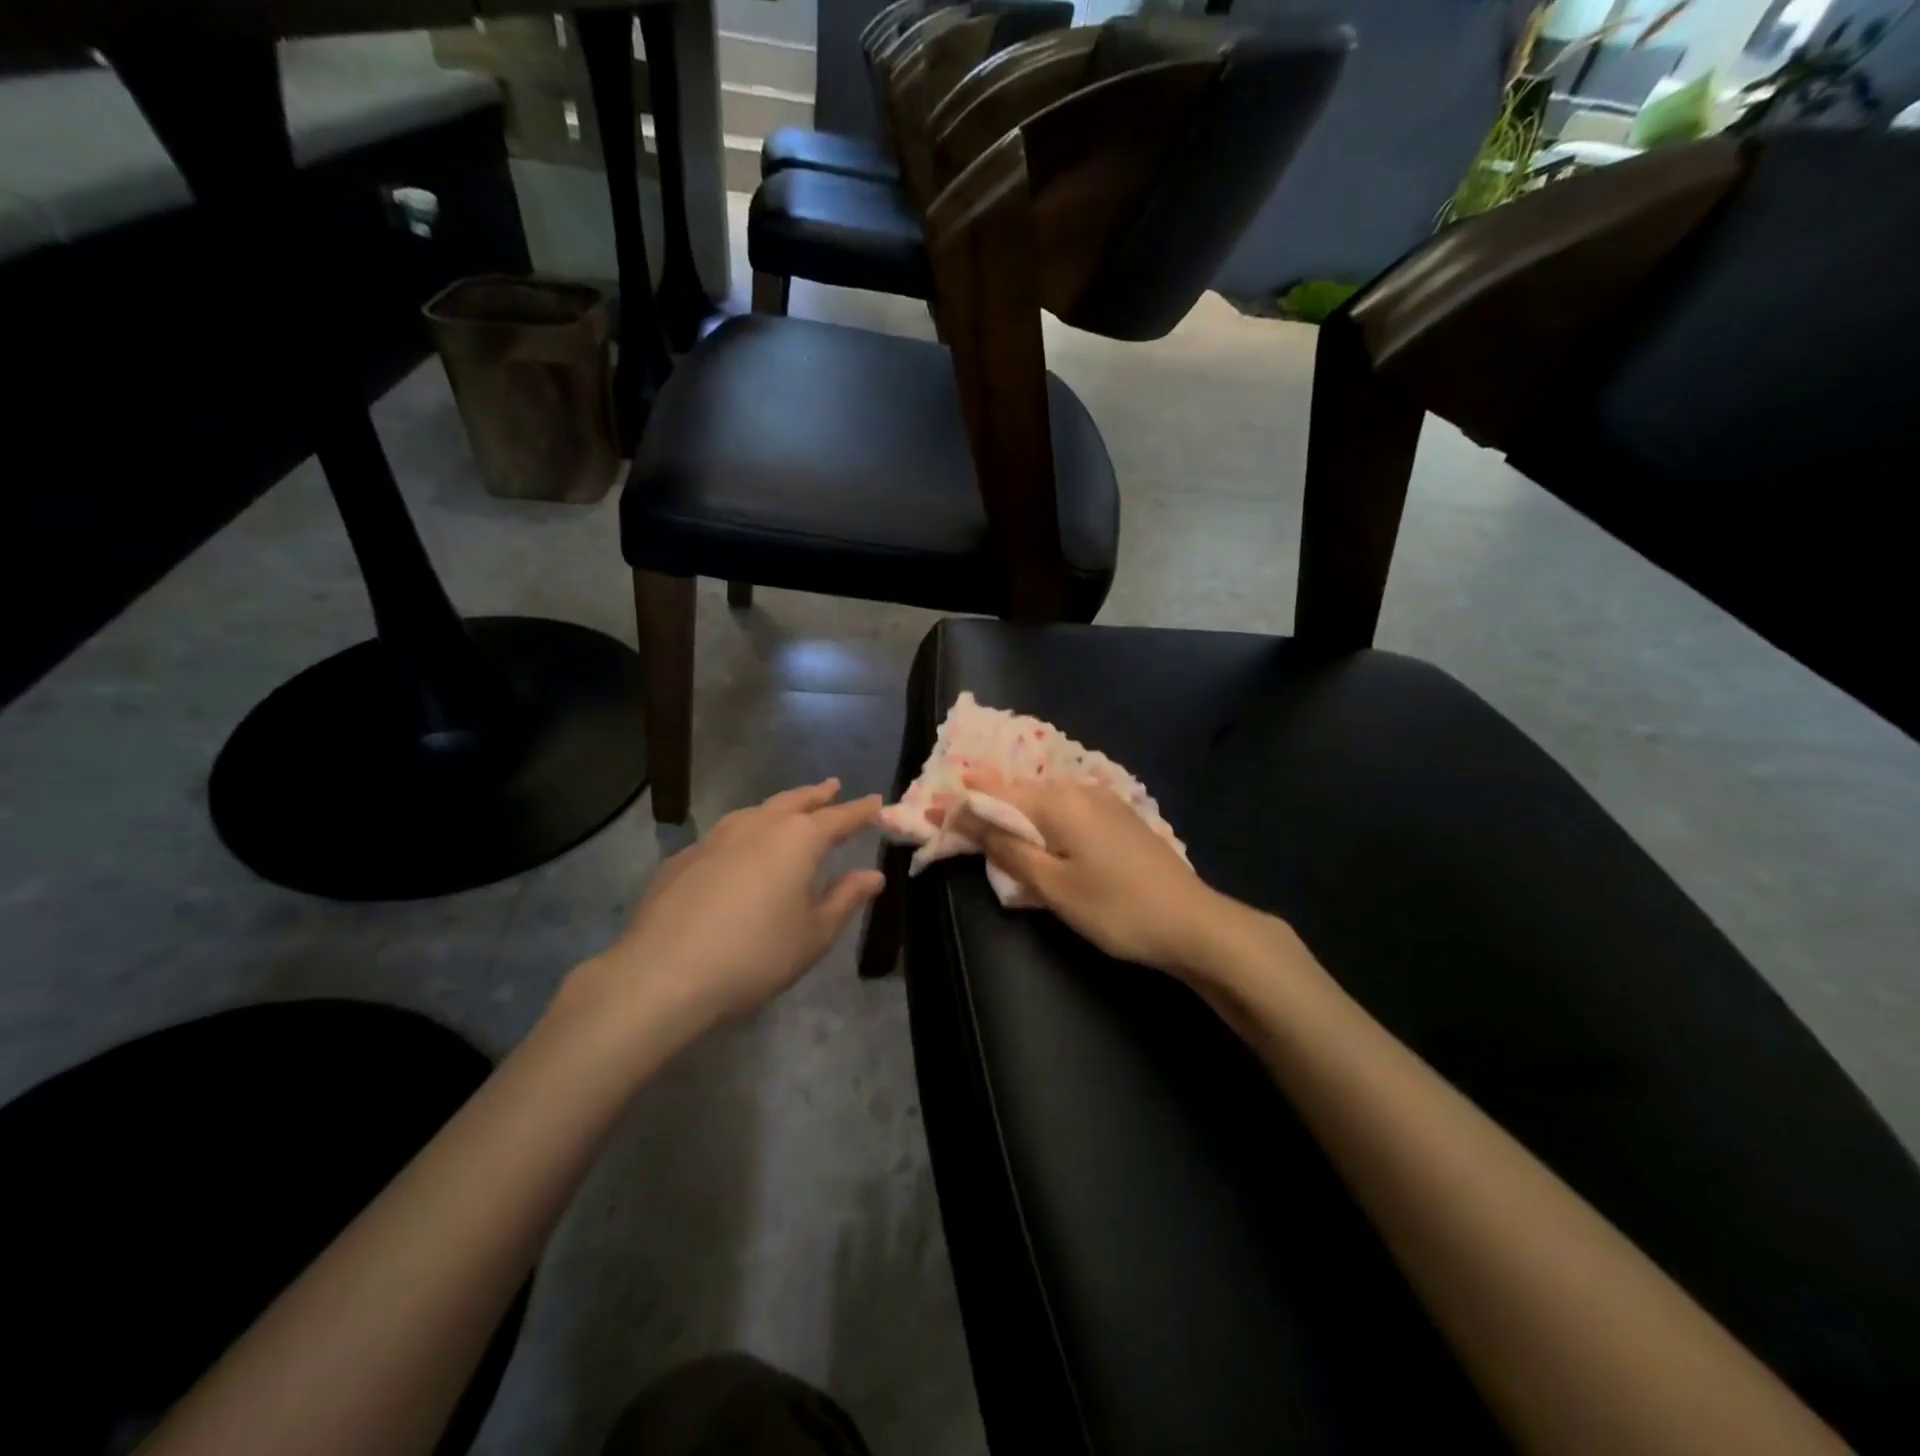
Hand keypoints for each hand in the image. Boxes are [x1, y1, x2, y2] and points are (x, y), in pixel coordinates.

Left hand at [560, 781, 884, 1039]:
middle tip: (832, 787)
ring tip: (788, 809)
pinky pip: (724, 834)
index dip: (861, 811)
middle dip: (817, 795)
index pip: (839, 818)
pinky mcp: (683, 859)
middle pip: (794, 802)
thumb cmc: (756, 955)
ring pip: (756, 812)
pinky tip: (738, 851)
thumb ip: (846, 899)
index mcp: (798, 840)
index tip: (877, 802)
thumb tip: (873, 875)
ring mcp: (716, 839)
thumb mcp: (814, 934)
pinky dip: (743, 833)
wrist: (664, 975)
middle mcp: (759, 827)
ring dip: (778, 807)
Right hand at [935, 769, 1232, 978]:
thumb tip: (965, 817)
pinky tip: (1038, 842)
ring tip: (989, 838)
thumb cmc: (1116, 909)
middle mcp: (1078, 789)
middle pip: (1017, 793)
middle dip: (984, 809)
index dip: (959, 805)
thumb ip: (1006, 848)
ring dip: (1013, 816)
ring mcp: (1103, 800)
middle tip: (954, 832)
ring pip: (1043, 801)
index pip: (993, 793)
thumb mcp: (1052, 885)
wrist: (1193, 924)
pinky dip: (1041, 823)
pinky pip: (1066, 811)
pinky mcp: (1118, 817)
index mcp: (1058, 801)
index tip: (927, 818)